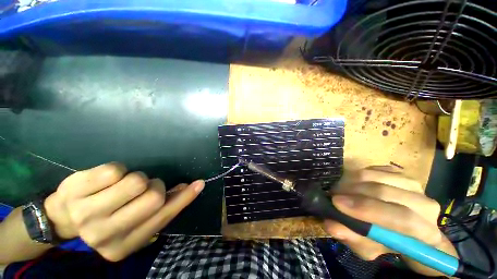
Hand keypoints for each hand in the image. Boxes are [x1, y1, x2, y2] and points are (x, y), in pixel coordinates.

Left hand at [44, 163, 203, 261]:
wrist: (62, 218)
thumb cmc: (106, 219)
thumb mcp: (135, 221)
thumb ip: (163, 207)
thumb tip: (188, 187)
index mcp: (123, 246)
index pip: (164, 217)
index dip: (184, 198)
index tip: (199, 183)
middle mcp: (104, 235)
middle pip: (153, 197)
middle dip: (154, 186)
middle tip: (142, 188)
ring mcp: (86, 214)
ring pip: (135, 181)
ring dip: (136, 178)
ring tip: (122, 186)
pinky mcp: (75, 190)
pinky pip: (114, 170)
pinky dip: (118, 170)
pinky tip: (105, 181)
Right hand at [324, 166, 457, 276]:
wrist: (401, 227)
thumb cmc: (385, 241)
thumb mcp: (368, 247)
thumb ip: (352, 237)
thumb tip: (331, 225)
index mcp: (426, 233)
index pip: (404, 220)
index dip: (368, 210)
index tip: (337, 204)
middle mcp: (426, 205)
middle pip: (384, 193)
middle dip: (351, 193)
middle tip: (332, 196)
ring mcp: (414, 184)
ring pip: (374, 177)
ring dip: (349, 183)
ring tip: (338, 191)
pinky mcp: (400, 173)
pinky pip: (372, 169)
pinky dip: (355, 176)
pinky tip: (351, 185)